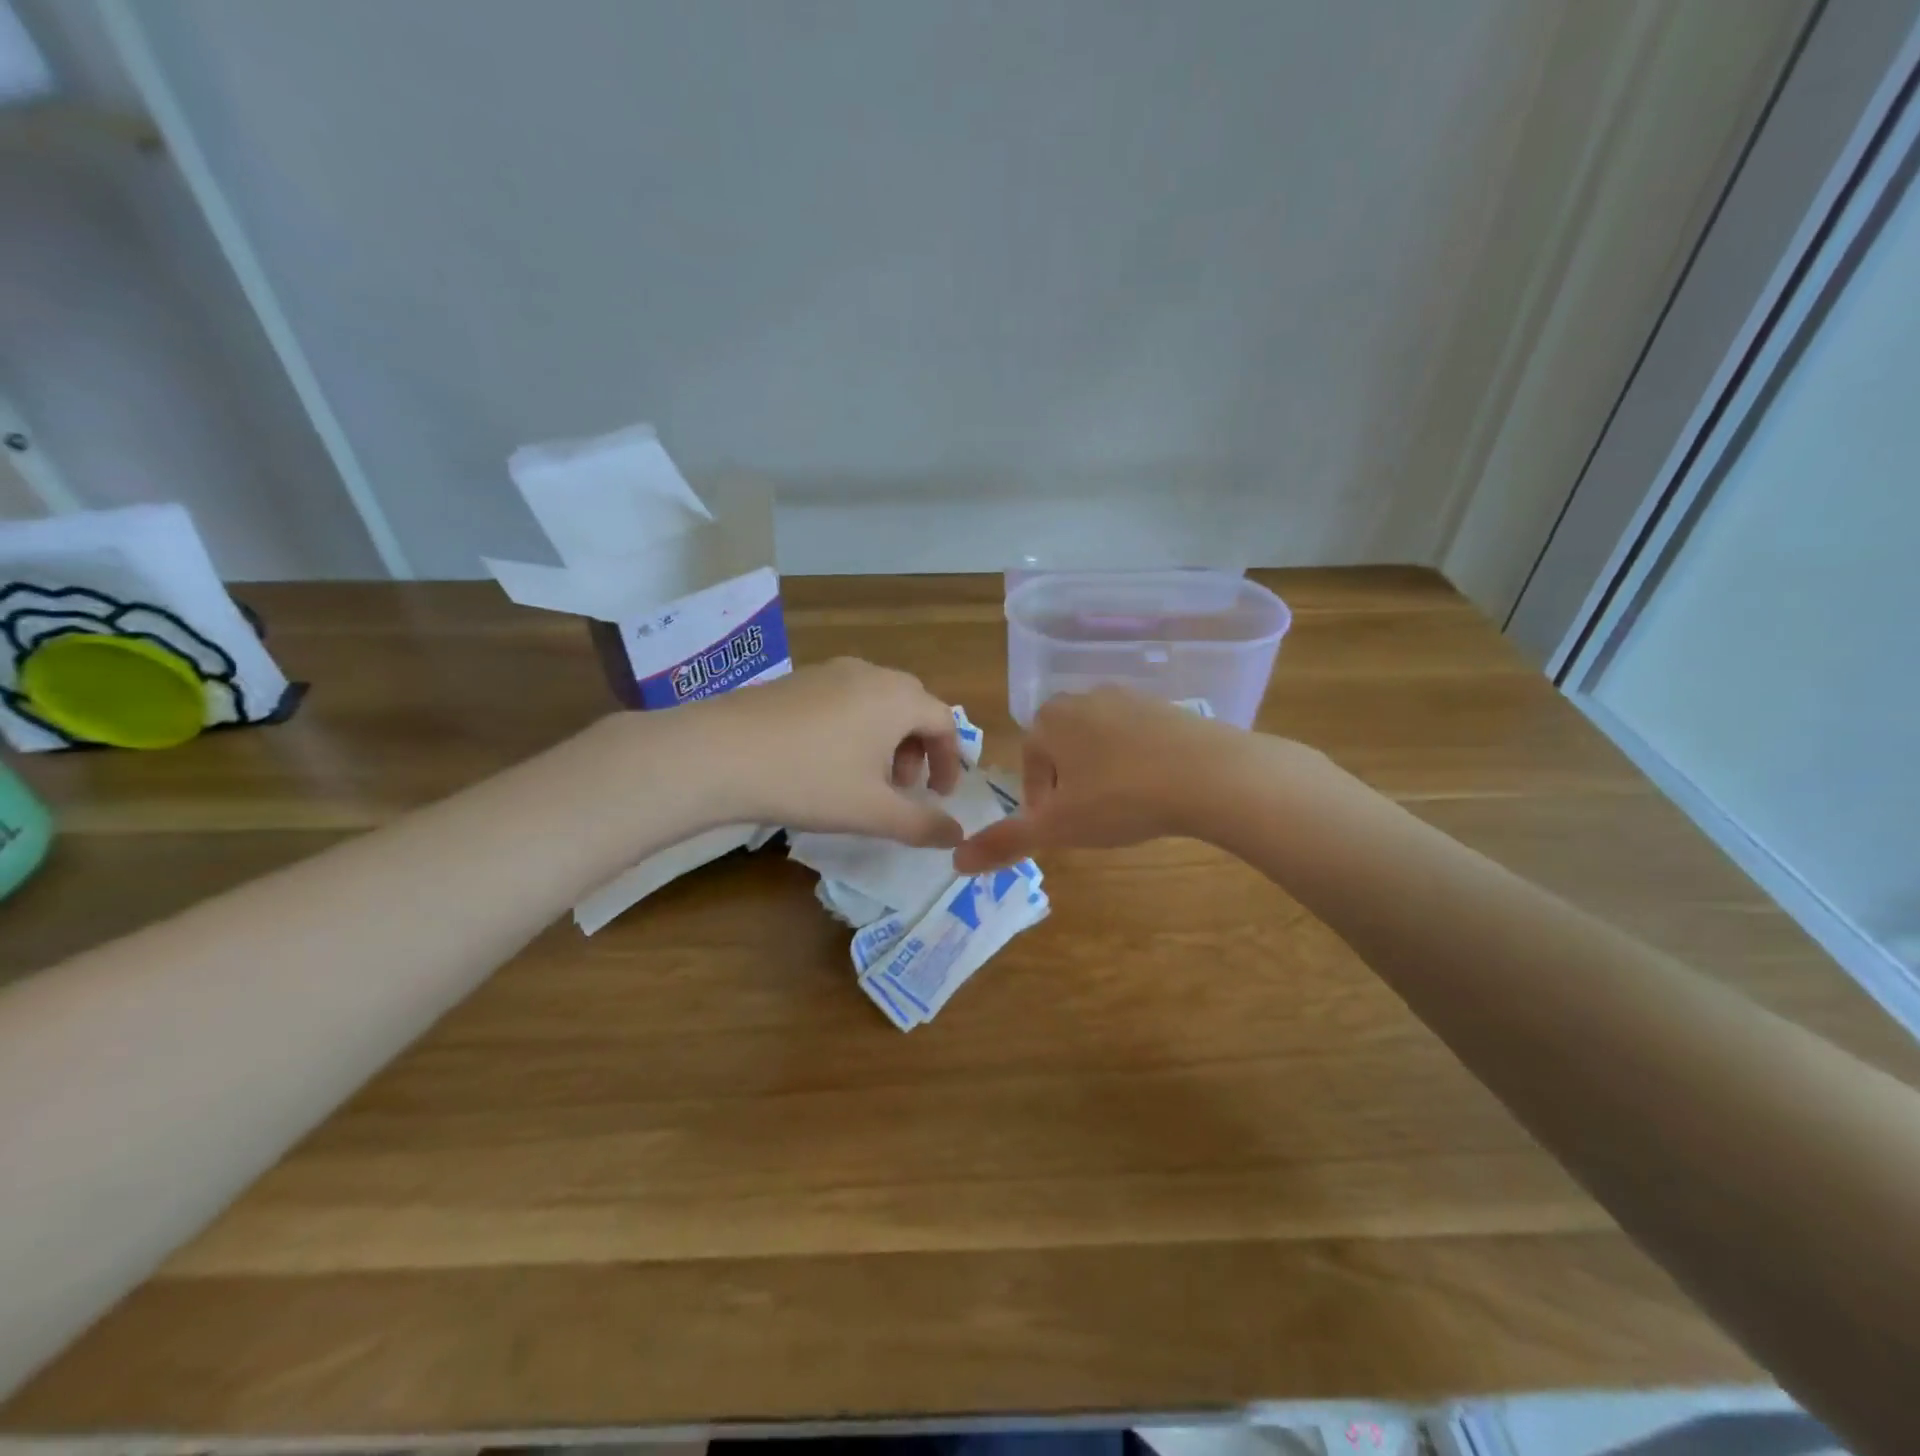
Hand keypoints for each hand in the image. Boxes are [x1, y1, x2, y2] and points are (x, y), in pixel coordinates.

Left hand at [678, 658, 965, 845]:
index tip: (939, 797)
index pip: (944, 722)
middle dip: (917, 749)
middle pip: (912, 707)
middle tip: (903, 787)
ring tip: (864, 778)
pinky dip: (854, 728)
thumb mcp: (872, 811)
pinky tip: (825, 761)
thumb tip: (957, 834)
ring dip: (886, 740)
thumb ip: (921, 825)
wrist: (718, 754)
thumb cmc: (810, 780)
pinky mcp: (796, 680)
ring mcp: (829, 671)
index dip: (950, 761)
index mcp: (898, 698)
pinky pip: (844, 699)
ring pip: (876, 702)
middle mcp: (869, 674)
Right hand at [953, 687, 1237, 871]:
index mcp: (1050, 719)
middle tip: (1090, 820)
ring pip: (1100, 743)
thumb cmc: (1119, 798)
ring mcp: (1129, 698)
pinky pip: (1138, 739)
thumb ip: (1005, 841)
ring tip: (1123, 809)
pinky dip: (1137, 763)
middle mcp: (1085, 698)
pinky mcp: (1168, 707)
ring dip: (1102, 774)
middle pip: (1064, 749)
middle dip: (1069, 784)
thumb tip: (956, 862)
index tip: (1059, 828)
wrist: (1208, 774)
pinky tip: (1156, 791)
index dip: (1040, 801)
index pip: (1030, 762)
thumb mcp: (1057, 827)